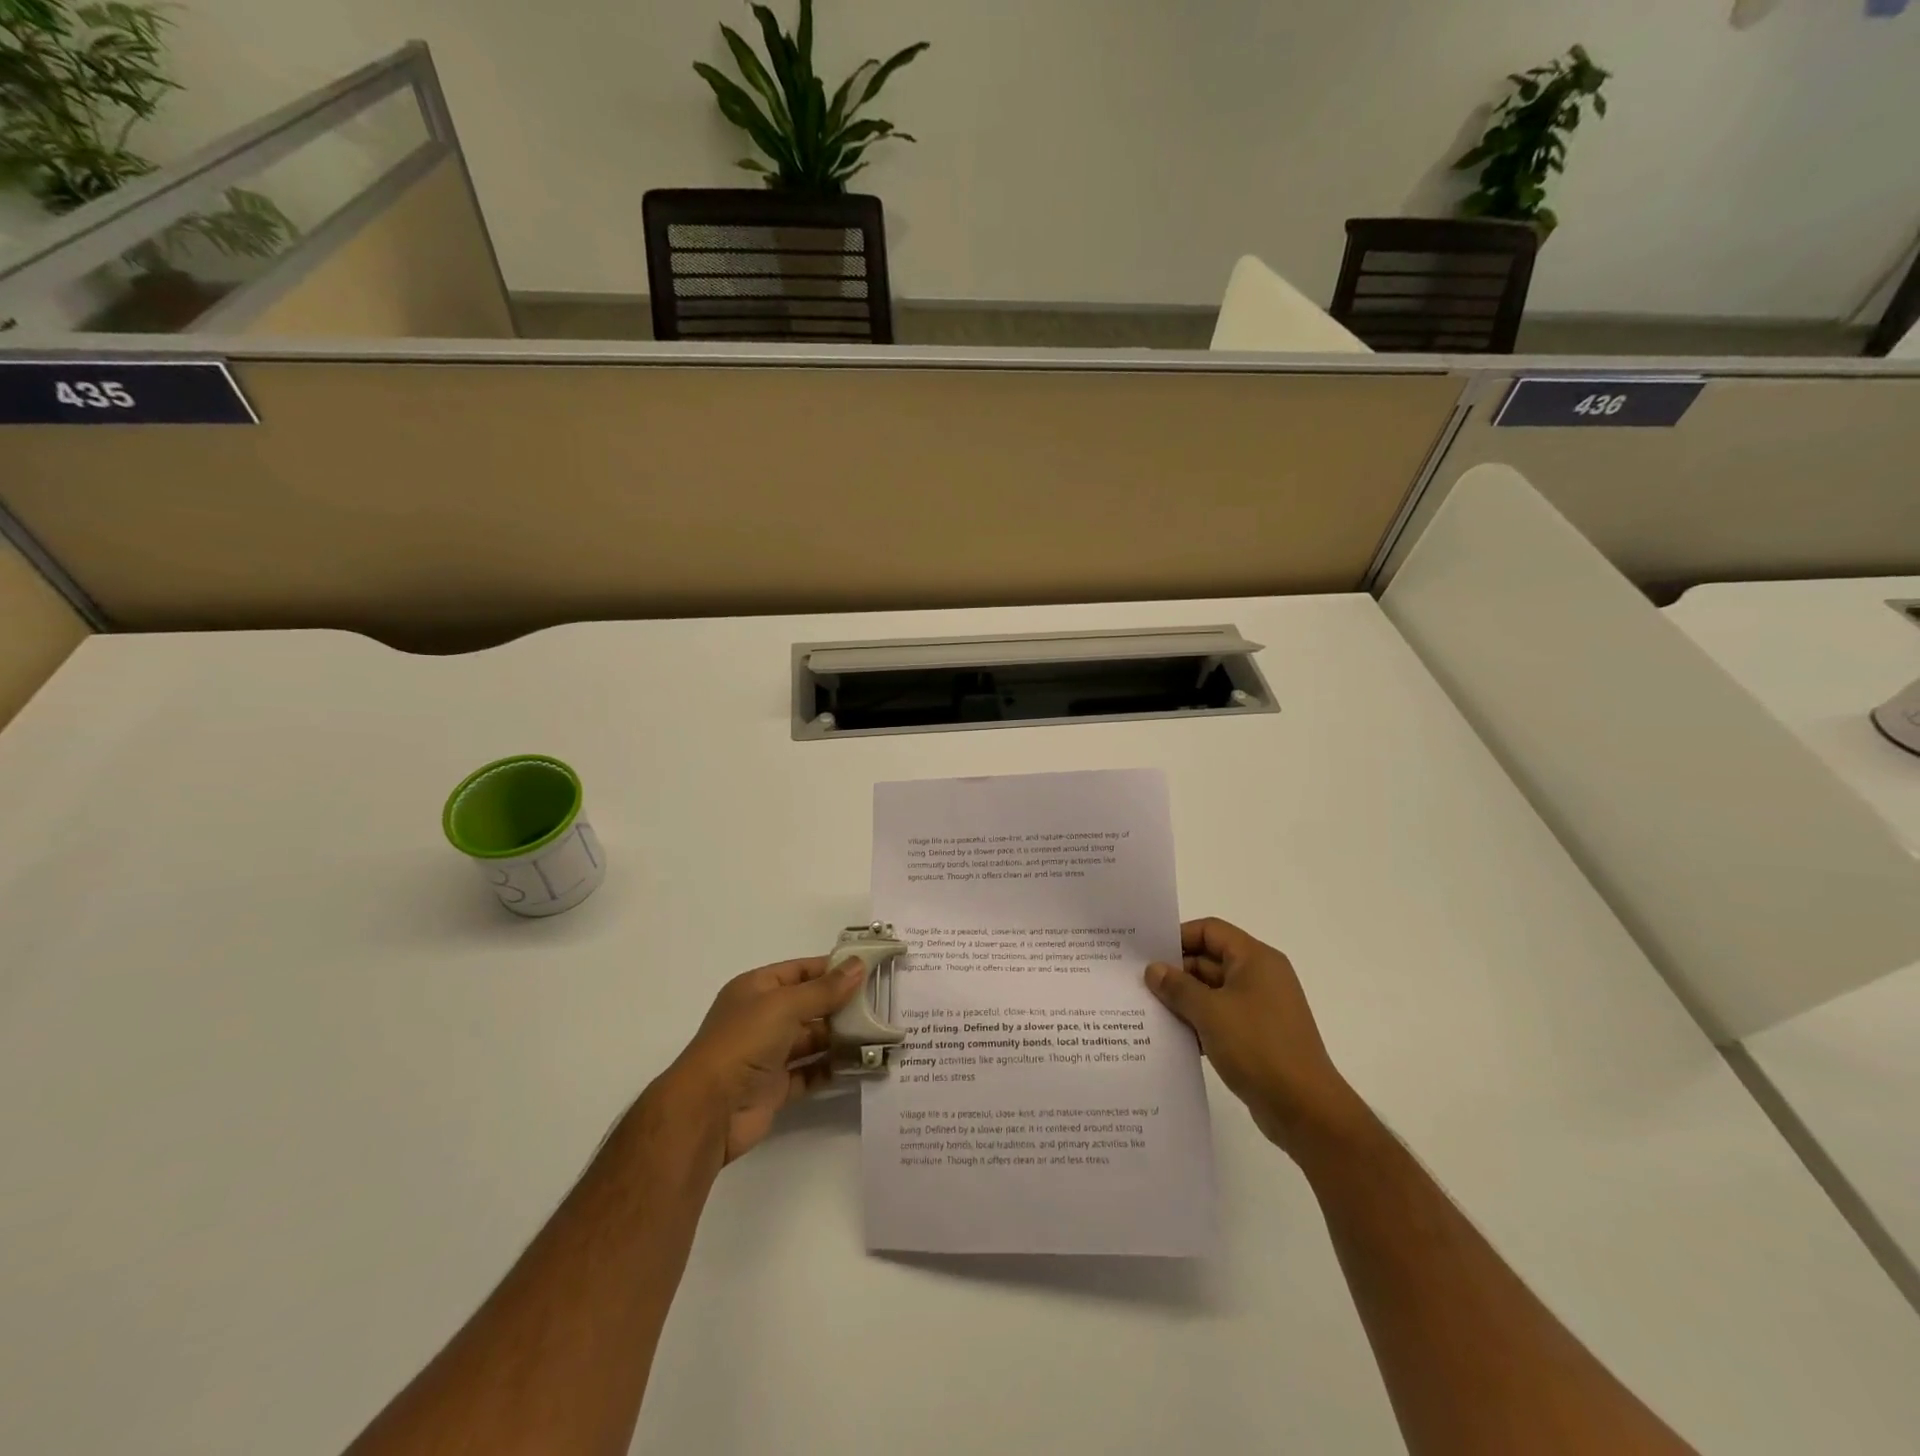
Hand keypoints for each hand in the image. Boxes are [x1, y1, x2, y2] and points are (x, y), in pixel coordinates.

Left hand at [660, 956, 865, 1165]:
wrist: (709, 1110)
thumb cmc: (743, 1042)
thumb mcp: (785, 1005)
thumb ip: (824, 989)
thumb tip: (859, 965)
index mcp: (757, 989)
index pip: (800, 971)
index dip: (832, 969)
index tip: (868, 970)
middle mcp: (762, 1018)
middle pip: (809, 1006)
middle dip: (842, 1006)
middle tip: (881, 1006)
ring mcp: (769, 1054)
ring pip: (812, 1040)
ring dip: (841, 1038)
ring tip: (878, 1036)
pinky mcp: (776, 1087)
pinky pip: (810, 1072)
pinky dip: (832, 1068)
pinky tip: (860, 1065)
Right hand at [1146, 918, 1359, 1156]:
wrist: (1305, 1110)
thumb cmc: (1258, 1047)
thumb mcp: (1210, 1012)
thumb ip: (1178, 987)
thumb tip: (1154, 969)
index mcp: (1256, 959)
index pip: (1210, 931)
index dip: (1178, 937)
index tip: (1147, 954)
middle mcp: (1261, 977)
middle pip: (1210, 960)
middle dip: (1176, 973)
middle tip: (1140, 985)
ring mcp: (1261, 1008)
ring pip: (1213, 992)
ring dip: (1184, 1000)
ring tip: (1149, 1011)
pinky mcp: (1258, 1036)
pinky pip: (1221, 1017)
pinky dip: (1199, 1022)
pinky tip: (1173, 1037)